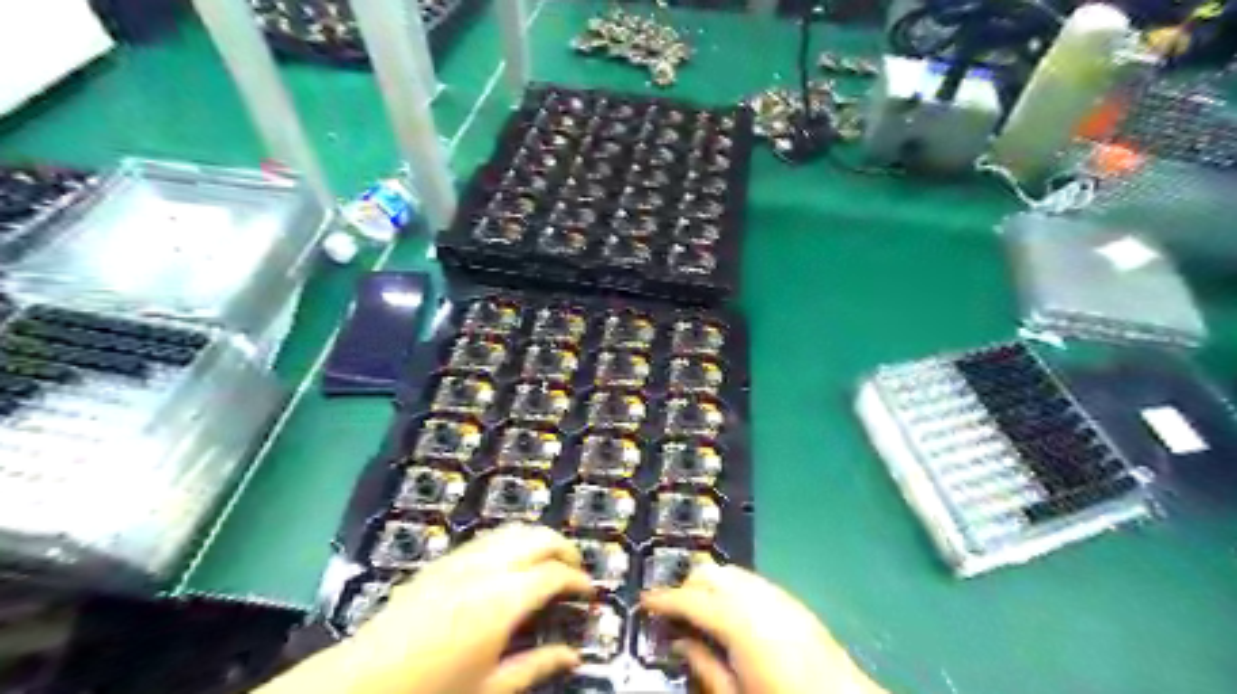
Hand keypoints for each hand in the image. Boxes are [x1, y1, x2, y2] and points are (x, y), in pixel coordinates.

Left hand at [256, 526, 593, 693]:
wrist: (362, 682)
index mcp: (504, 600)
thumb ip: (537, 666)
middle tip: (575, 570)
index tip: (589, 592)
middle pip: (539, 537)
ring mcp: (464, 558)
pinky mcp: (444, 559)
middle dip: (564, 548)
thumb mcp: (490, 687)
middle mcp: (488, 567)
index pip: (555, 574)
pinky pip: (490, 537)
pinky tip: (512, 562)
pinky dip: (513, 540)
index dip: (578, 580)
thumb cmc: (432, 691)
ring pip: (514, 529)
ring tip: (549, 560)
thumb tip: (574, 655)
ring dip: (539, 538)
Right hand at [637, 565, 889, 693]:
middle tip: (674, 614)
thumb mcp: (735, 693)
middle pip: (709, 574)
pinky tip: (733, 615)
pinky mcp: (791, 599)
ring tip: (703, 614)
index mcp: (736, 620)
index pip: (689, 599)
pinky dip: (733, 588)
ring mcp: (775, 593)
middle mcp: (754, 595)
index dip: (663, 599)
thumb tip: (679, 641)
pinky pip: (752, 581)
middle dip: (687, 588)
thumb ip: (703, 665)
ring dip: (710, 585)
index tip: (644, 601)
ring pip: (730, 572)